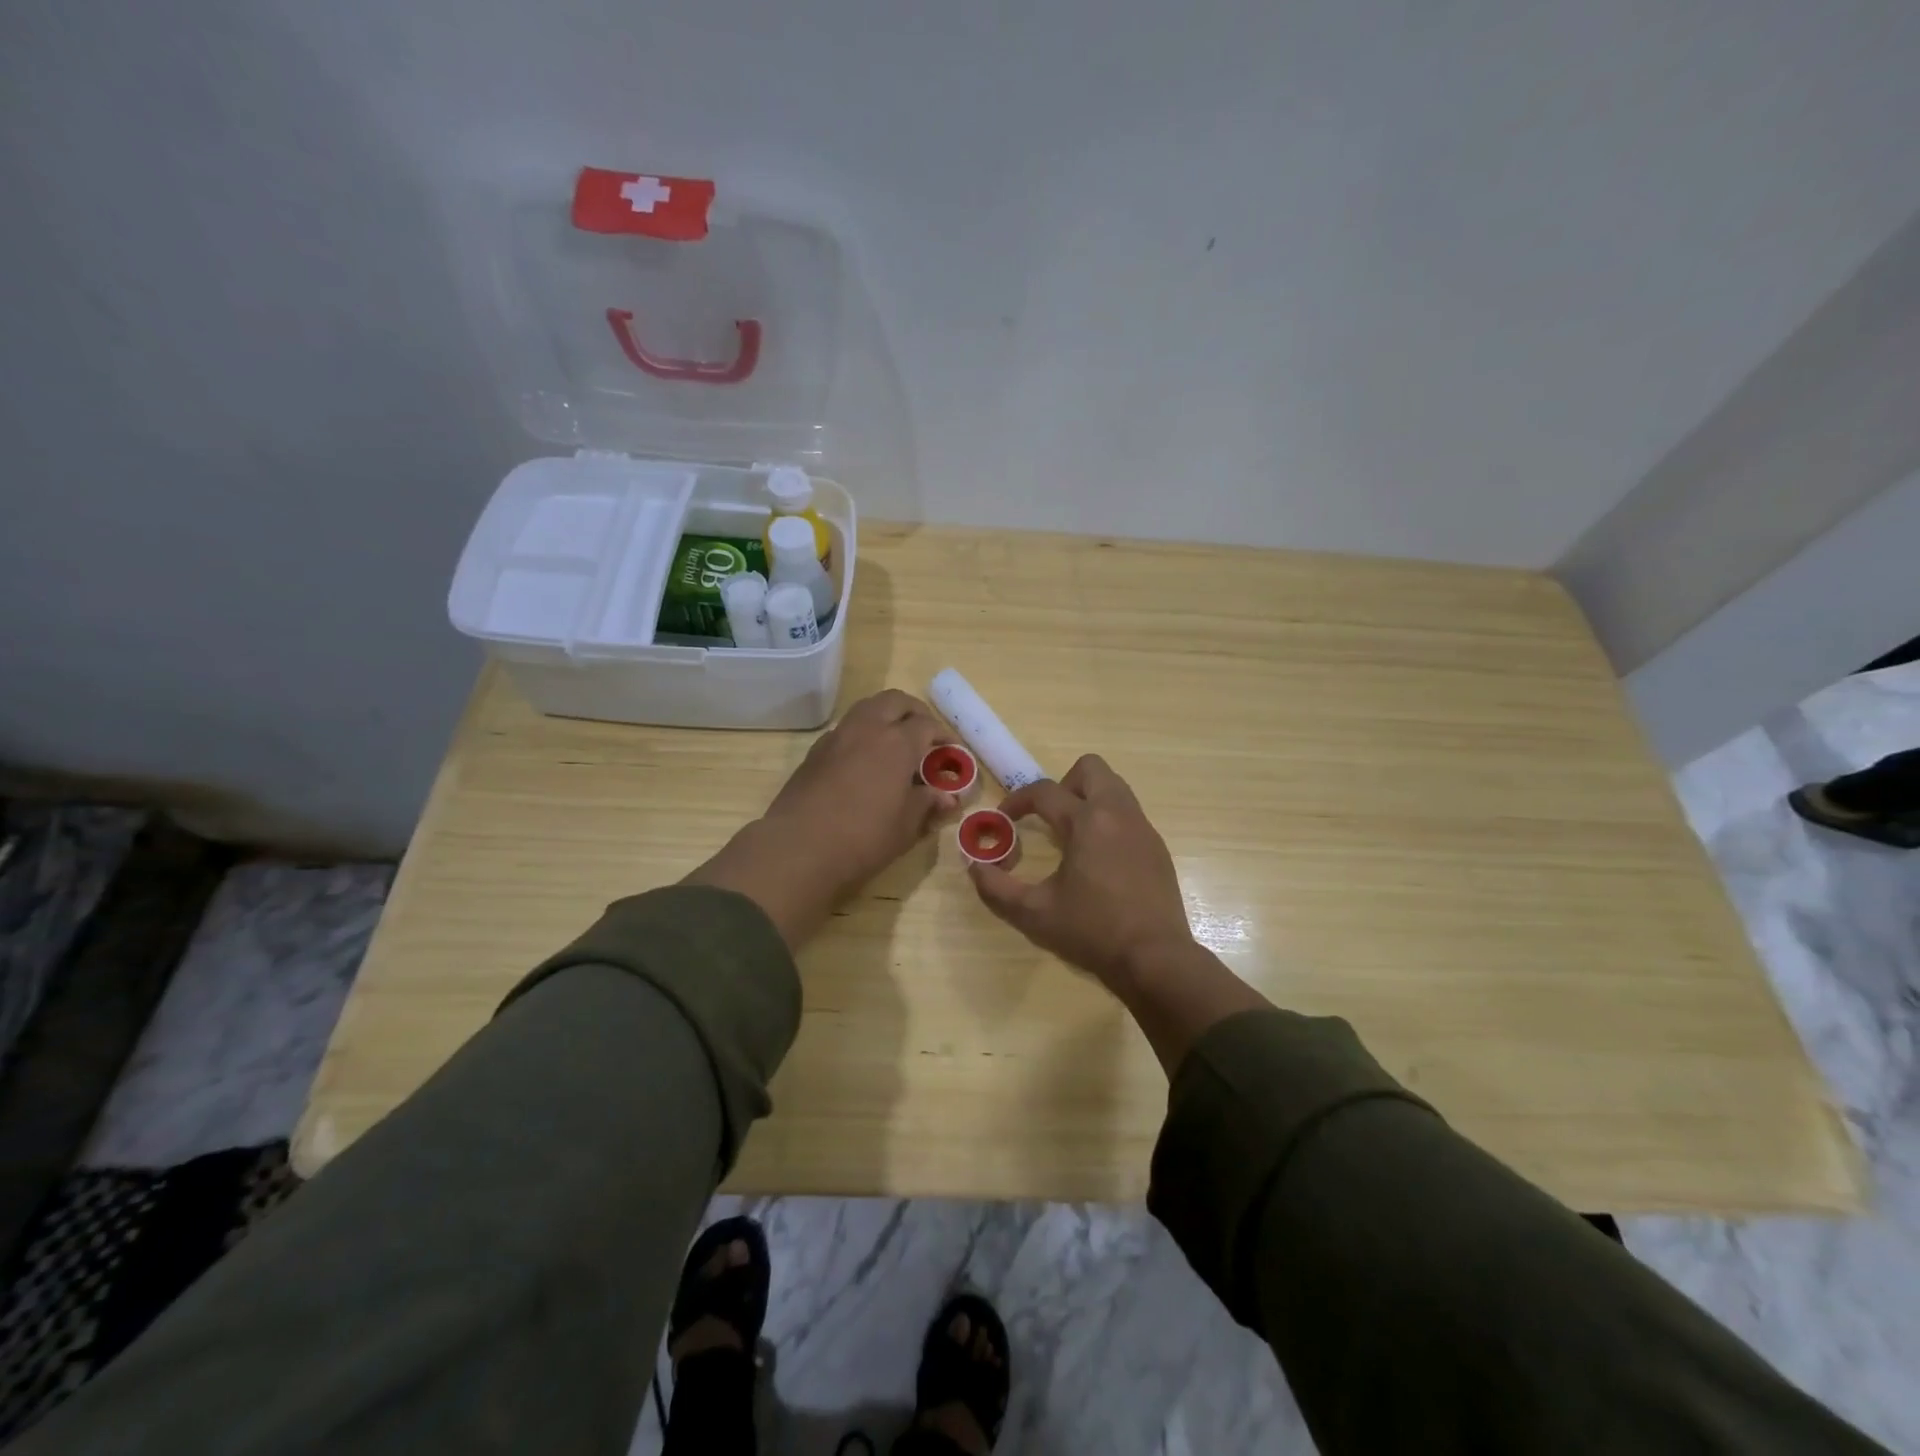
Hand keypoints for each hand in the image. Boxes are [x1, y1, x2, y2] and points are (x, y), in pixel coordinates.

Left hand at [686, 690, 957, 947]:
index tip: (952, 752)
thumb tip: (947, 796)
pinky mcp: (815, 752)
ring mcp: (837, 737)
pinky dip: (862, 733)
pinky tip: (865, 761)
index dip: (943, 736)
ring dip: (886, 716)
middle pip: (895, 701)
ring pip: (867, 708)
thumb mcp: (906, 826)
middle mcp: (867, 729)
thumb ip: (927, 804)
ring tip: (896, 743)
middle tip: (925, 734)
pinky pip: (846, 729)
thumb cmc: (864, 838)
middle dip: (915, 712)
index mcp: (897, 742)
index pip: (927, 725)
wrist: (799, 848)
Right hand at [969, 755, 1196, 992]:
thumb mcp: (1034, 914)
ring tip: (1072, 837)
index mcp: (1087, 822)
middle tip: (1049, 817)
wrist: (1155, 958)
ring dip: (1088, 799)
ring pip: (1114, 787)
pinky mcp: (1157, 847)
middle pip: (1090, 768)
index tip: (1004, 818)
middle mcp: (1118, 814)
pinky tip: (1099, 860)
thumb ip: (997, 888)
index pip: (1045, 791)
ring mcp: (1143, 828)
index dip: (1018, 800)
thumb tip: (975, 867)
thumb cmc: (1092, 932)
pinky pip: (1129, 814)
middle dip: (1063, 784)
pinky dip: (1108, 821)